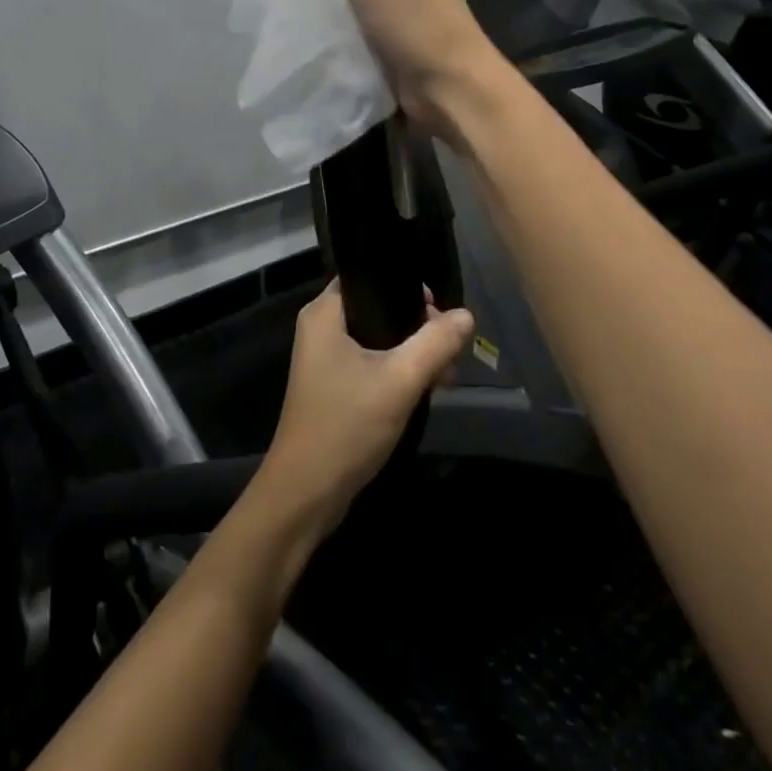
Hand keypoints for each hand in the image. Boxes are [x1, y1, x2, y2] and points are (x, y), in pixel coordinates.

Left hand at [257, 281, 474, 536]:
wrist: (305, 494)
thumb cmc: (346, 426)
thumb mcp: (399, 381)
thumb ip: (435, 343)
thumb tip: (466, 315)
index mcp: (325, 312)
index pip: (369, 276)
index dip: (405, 285)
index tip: (438, 308)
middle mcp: (321, 327)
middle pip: (378, 307)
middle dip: (417, 326)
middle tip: (449, 349)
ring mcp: (325, 358)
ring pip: (378, 338)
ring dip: (412, 352)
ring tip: (445, 376)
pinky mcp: (333, 385)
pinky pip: (372, 362)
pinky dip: (397, 371)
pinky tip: (427, 388)